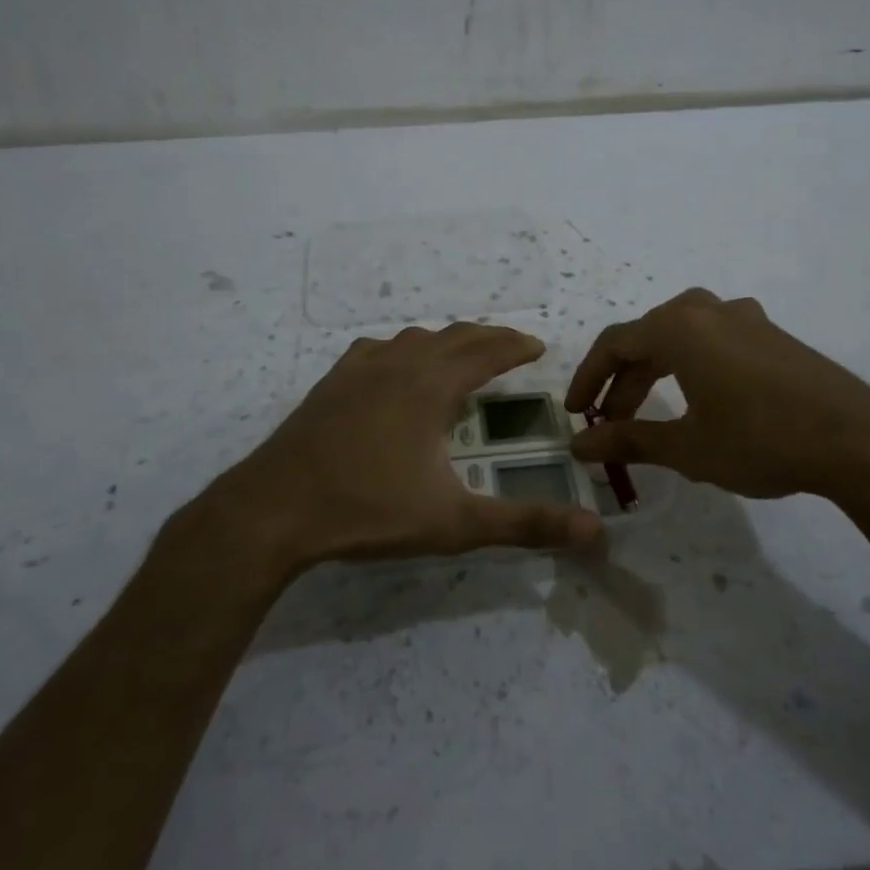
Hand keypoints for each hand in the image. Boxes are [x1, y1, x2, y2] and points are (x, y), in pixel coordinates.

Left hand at [203, 323, 602, 574]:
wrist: (275, 509)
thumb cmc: (369, 511)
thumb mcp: (454, 523)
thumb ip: (524, 524)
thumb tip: (594, 532)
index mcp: (431, 387)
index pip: (486, 352)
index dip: (515, 346)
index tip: (537, 345)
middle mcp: (398, 365)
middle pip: (453, 337)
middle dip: (487, 338)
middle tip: (511, 346)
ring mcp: (359, 370)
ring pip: (413, 339)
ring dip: (445, 341)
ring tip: (461, 355)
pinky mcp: (330, 383)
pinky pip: (376, 350)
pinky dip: (401, 349)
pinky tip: (394, 366)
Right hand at [565, 288, 869, 515]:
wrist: (858, 441)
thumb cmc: (760, 439)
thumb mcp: (687, 446)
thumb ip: (628, 441)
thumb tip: (578, 445)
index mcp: (678, 326)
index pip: (614, 344)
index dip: (587, 377)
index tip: (574, 411)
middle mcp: (707, 309)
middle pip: (646, 338)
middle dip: (622, 381)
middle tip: (609, 423)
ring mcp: (745, 318)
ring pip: (681, 338)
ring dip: (656, 373)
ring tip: (649, 414)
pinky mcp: (772, 335)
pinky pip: (713, 340)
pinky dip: (690, 366)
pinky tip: (700, 399)